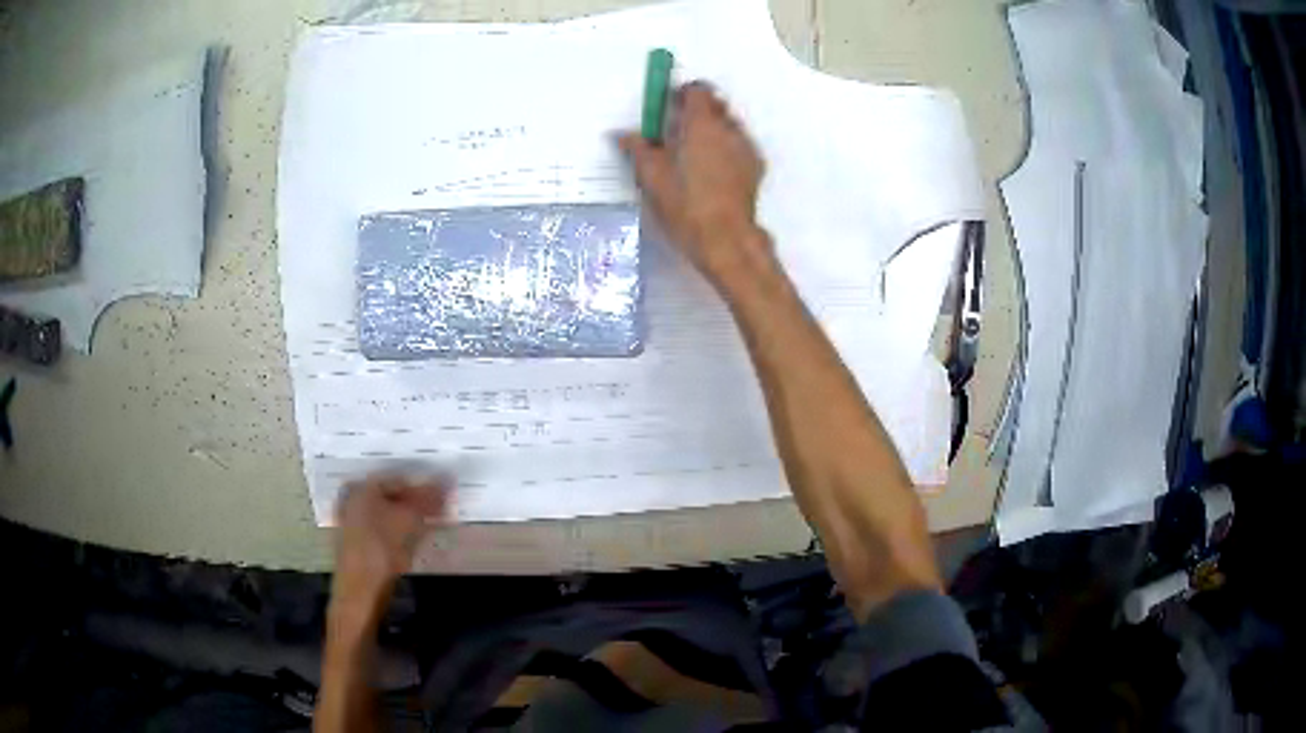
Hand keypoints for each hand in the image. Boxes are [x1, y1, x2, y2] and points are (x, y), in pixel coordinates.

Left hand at [331, 475, 450, 617]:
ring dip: (412, 516)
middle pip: (392, 496)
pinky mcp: (361, 542)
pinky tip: (417, 536)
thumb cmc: (382, 548)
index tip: (444, 496)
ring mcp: (355, 522)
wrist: (362, 589)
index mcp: (361, 488)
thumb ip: (428, 498)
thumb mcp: (409, 519)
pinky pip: (385, 527)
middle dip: (418, 501)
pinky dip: (402, 529)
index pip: (398, 479)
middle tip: (442, 510)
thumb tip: (448, 480)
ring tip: (434, 522)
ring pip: (389, 512)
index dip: (423, 486)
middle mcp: (354, 499)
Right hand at [620, 82, 774, 290]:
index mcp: (701, 124)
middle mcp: (728, 129)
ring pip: (729, 125)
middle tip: (677, 130)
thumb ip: (638, 149)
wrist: (725, 239)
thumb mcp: (651, 177)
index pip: (697, 90)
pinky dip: (726, 149)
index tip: (668, 107)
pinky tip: (711, 172)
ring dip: (712, 130)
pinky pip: (739, 145)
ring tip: (694, 155)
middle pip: (716, 104)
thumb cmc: (685, 205)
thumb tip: (623, 135)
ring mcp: (746, 148)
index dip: (682, 94)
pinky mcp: (755, 168)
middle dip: (698, 110)